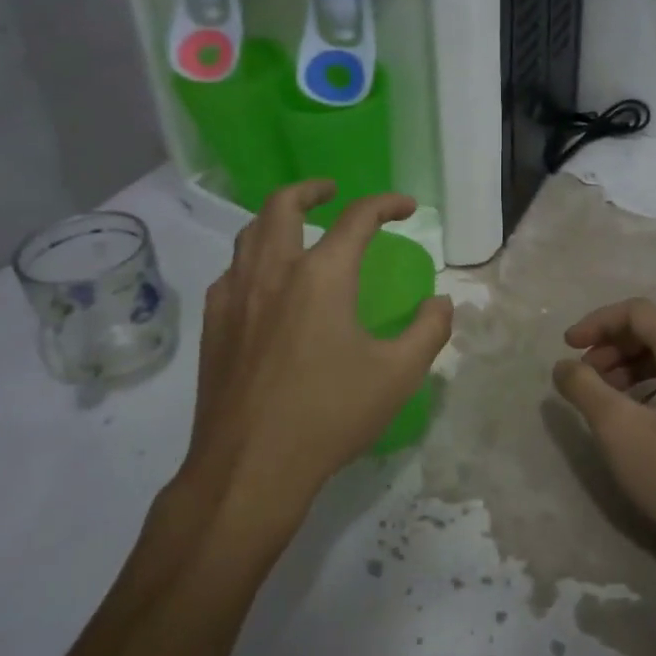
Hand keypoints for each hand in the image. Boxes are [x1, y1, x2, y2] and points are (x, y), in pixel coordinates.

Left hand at [182, 181, 451, 544]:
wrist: (250, 467)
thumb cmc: (329, 416)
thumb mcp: (398, 375)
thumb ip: (429, 330)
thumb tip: (441, 302)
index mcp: (321, 276)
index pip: (357, 219)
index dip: (385, 204)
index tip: (405, 207)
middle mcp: (272, 272)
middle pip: (282, 205)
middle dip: (311, 189)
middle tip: (332, 191)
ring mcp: (234, 296)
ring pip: (249, 234)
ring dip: (276, 218)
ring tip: (297, 228)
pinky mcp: (213, 324)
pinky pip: (231, 271)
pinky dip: (252, 258)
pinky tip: (264, 284)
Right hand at [552, 298, 655, 561]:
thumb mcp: (618, 428)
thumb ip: (584, 388)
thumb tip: (562, 366)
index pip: (639, 313)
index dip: (598, 322)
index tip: (567, 346)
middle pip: (651, 330)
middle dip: (609, 344)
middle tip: (581, 375)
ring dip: (623, 365)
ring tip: (597, 394)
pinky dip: (641, 383)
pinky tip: (624, 411)